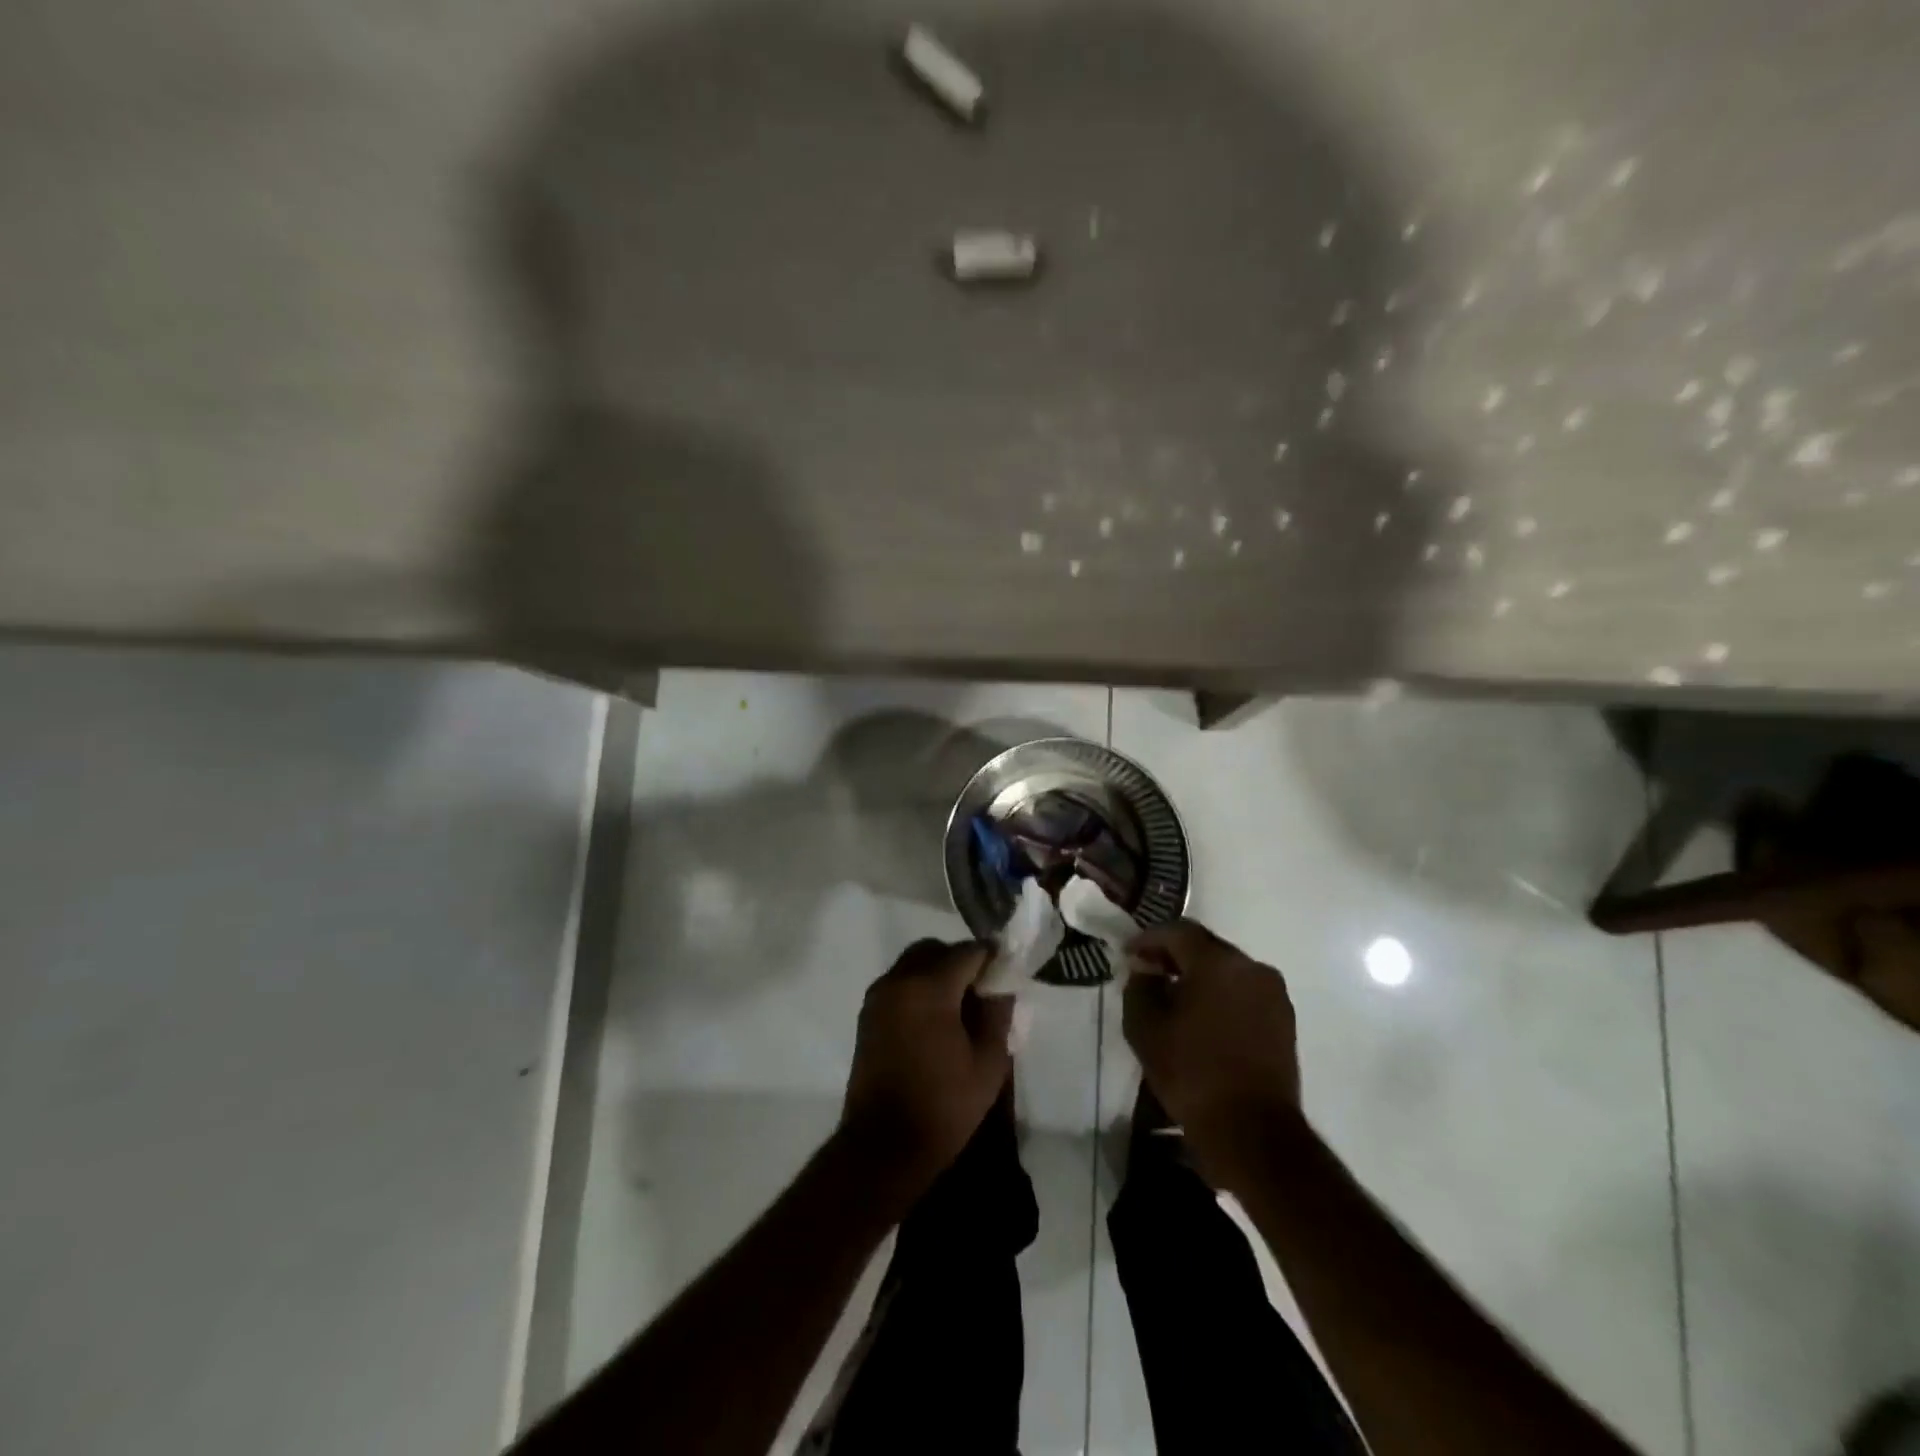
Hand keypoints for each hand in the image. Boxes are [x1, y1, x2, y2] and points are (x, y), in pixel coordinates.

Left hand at [838, 939, 1012, 1203]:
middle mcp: (899, 980)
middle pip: (935, 950)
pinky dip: (919, 987)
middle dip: (961, 961)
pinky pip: (899, 983)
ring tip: (960, 1007)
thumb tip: (1001, 986)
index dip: (991, 958)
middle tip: (983, 990)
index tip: (1007, 973)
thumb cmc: (943, 1105)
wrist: (884, 1147)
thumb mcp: (988, 1062)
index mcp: (929, 987)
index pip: (968, 952)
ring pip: (914, 963)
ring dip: (938, 972)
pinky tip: (936, 1020)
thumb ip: (998, 1014)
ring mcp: (878, 996)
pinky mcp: (868, 1014)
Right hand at [1123, 920, 1301, 1189]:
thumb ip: (1139, 987)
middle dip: (1175, 955)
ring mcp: (1273, 994)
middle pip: (1206, 947)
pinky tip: (1203, 1018)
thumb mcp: (1145, 1029)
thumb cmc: (1192, 1074)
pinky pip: (1244, 992)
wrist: (1253, 1132)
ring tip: (1175, 997)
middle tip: (1149, 972)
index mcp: (1217, 962)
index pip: (1178, 931)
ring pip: (1227, 970)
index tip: (1128, 954)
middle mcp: (1251, 967)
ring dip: (1200, 976)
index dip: (1149, 939)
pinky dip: (1221, 995)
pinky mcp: (1284, 1020)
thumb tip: (1145, 969)